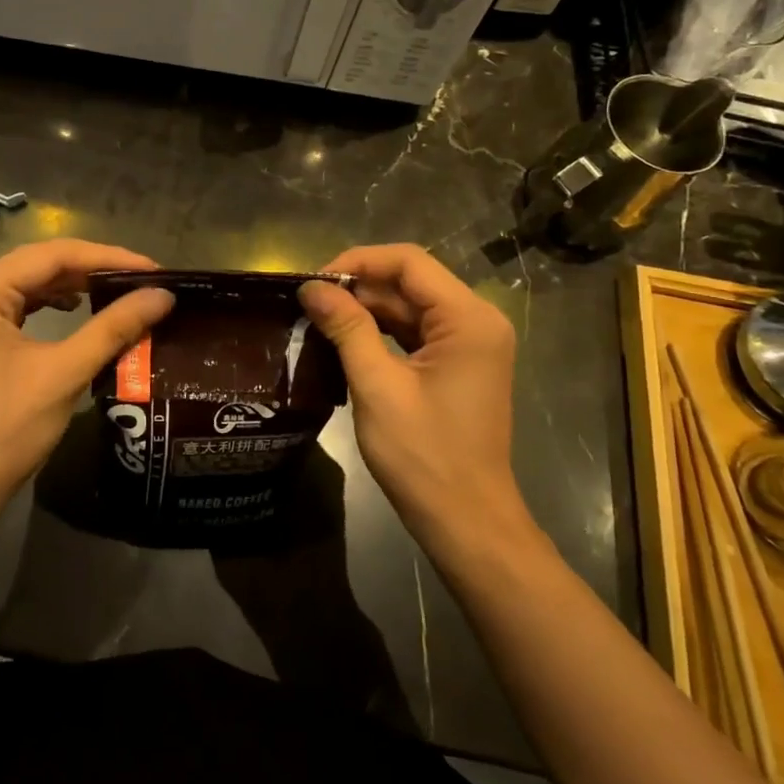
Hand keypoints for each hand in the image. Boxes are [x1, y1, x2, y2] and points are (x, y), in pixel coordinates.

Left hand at [0, 239, 173, 514]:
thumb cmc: (3, 429)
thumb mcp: (63, 373)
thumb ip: (113, 328)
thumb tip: (163, 295)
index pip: (55, 254)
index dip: (110, 258)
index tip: (155, 270)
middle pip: (41, 264)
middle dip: (95, 270)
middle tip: (145, 281)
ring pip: (31, 284)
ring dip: (75, 286)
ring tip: (121, 292)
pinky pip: (20, 306)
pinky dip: (53, 305)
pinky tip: (79, 310)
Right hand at [298, 245, 533, 564]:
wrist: (466, 521)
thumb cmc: (424, 455)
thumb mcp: (377, 386)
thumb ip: (347, 328)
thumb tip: (311, 288)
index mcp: (468, 319)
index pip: (409, 262)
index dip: (358, 261)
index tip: (314, 282)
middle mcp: (476, 321)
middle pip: (409, 282)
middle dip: (358, 287)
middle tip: (308, 303)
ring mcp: (469, 344)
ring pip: (409, 307)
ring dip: (365, 310)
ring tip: (317, 319)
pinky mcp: (457, 365)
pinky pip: (414, 332)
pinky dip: (379, 332)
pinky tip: (343, 340)